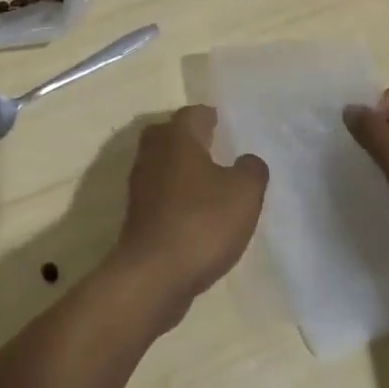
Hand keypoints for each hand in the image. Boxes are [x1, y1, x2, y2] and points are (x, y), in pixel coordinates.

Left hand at [111, 105, 268, 326]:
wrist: (153, 274)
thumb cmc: (201, 222)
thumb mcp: (244, 194)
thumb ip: (252, 170)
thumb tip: (248, 160)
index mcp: (177, 136)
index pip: (194, 113)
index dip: (212, 118)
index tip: (226, 126)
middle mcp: (153, 151)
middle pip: (172, 134)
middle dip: (192, 139)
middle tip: (217, 149)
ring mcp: (140, 182)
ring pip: (164, 163)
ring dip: (183, 168)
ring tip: (210, 183)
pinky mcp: (137, 213)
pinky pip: (160, 192)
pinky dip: (175, 195)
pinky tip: (194, 213)